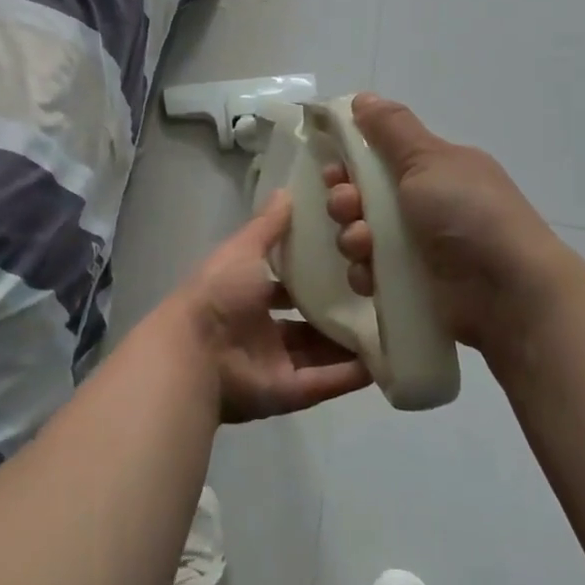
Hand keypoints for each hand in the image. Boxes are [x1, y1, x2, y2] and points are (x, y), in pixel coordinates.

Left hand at [164, 192, 371, 423]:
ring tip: (389, 327)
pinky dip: (350, 374)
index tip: (348, 261)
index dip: (312, 276)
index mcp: (246, 296)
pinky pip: (325, 382)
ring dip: (349, 344)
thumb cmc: (218, 292)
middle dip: (335, 313)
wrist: (195, 350)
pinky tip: (382, 360)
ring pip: (320, 353)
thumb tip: (286, 191)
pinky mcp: (288, 393)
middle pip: (306, 323)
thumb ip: (267, 226)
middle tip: (376, 297)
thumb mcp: (244, 250)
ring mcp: (275, 364)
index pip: (285, 287)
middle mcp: (261, 331)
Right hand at [322, 94, 561, 351]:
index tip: (336, 167)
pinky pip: (371, 274)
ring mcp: (419, 249)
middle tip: (347, 205)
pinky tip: (370, 276)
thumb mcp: (429, 159)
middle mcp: (426, 206)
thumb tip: (363, 97)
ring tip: (362, 244)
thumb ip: (392, 129)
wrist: (508, 293)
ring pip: (362, 236)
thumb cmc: (467, 213)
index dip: (352, 160)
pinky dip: (365, 273)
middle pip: (365, 196)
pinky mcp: (412, 289)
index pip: (380, 156)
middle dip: (345, 200)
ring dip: (352, 236)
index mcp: (435, 169)